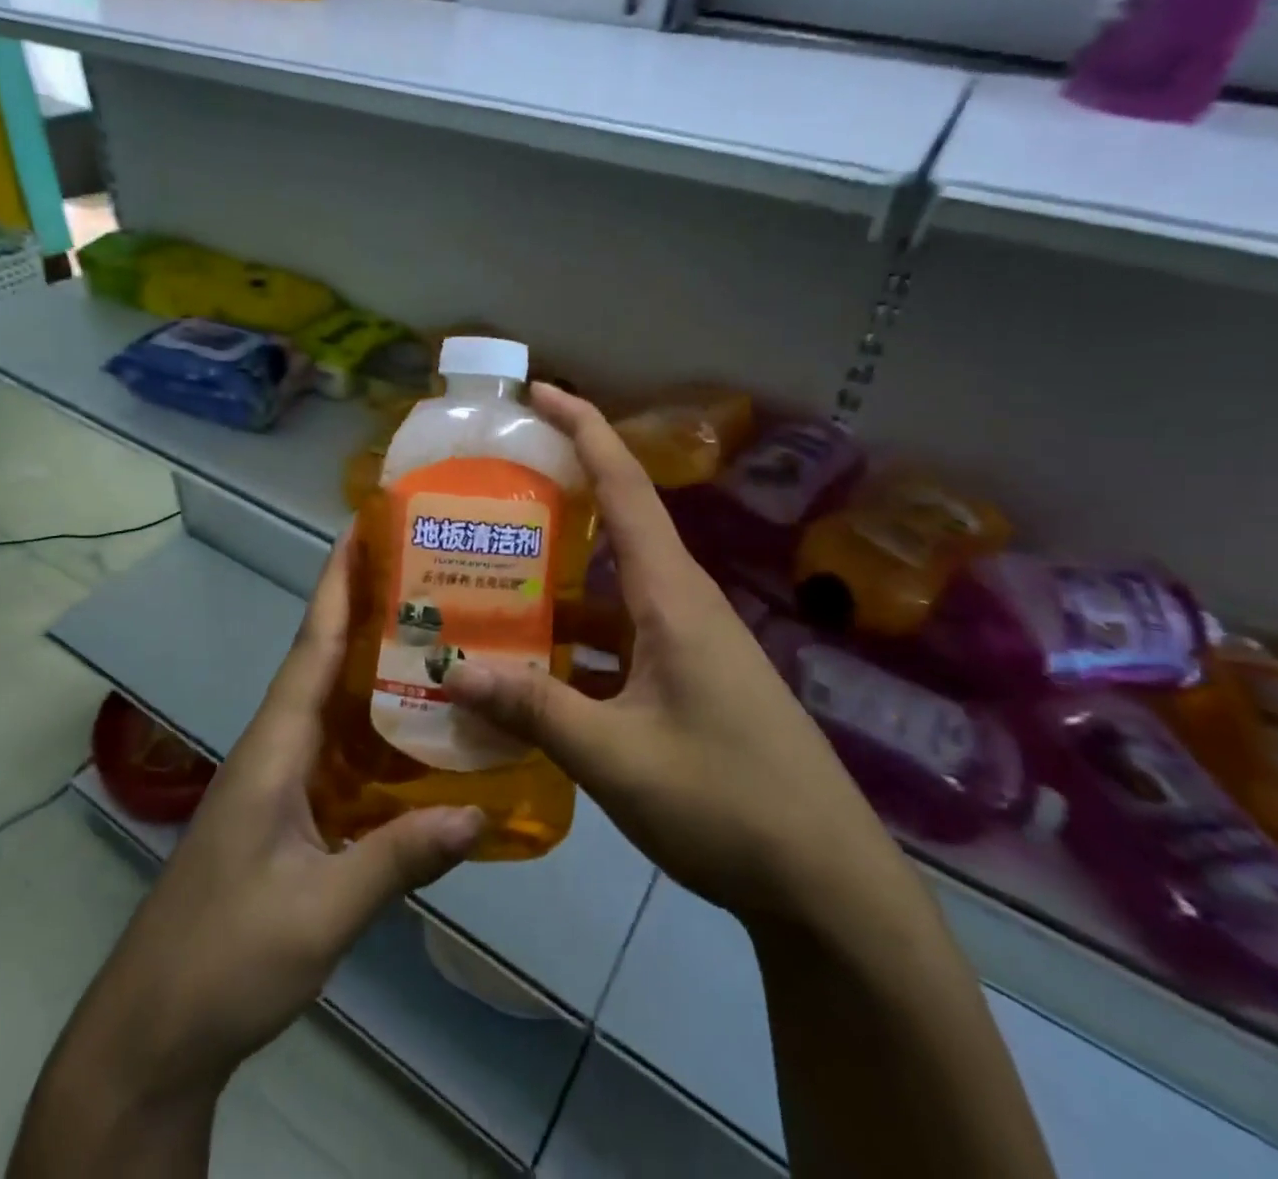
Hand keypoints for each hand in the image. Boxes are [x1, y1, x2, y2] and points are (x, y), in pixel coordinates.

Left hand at [75, 536, 485, 1099]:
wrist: (155, 1032)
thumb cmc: (226, 958)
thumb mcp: (320, 912)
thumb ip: (399, 859)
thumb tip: (482, 813)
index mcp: (274, 748)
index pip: (312, 647)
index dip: (337, 587)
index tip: (363, 532)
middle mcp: (274, 749)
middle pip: (325, 663)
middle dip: (368, 613)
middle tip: (431, 579)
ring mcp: (277, 782)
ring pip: (332, 706)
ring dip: (375, 668)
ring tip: (438, 641)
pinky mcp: (284, 813)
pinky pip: (336, 751)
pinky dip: (373, 728)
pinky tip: (416, 735)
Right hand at [444, 385, 900, 928]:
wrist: (826, 885)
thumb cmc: (728, 803)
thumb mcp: (616, 757)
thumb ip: (533, 709)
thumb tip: (451, 670)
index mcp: (671, 595)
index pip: (623, 485)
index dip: (582, 427)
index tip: (536, 392)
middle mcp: (681, 603)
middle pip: (611, 530)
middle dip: (551, 504)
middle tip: (482, 499)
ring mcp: (687, 644)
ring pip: (607, 594)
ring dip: (553, 590)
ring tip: (483, 590)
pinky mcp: (688, 682)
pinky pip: (619, 641)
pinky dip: (573, 645)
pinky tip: (530, 673)